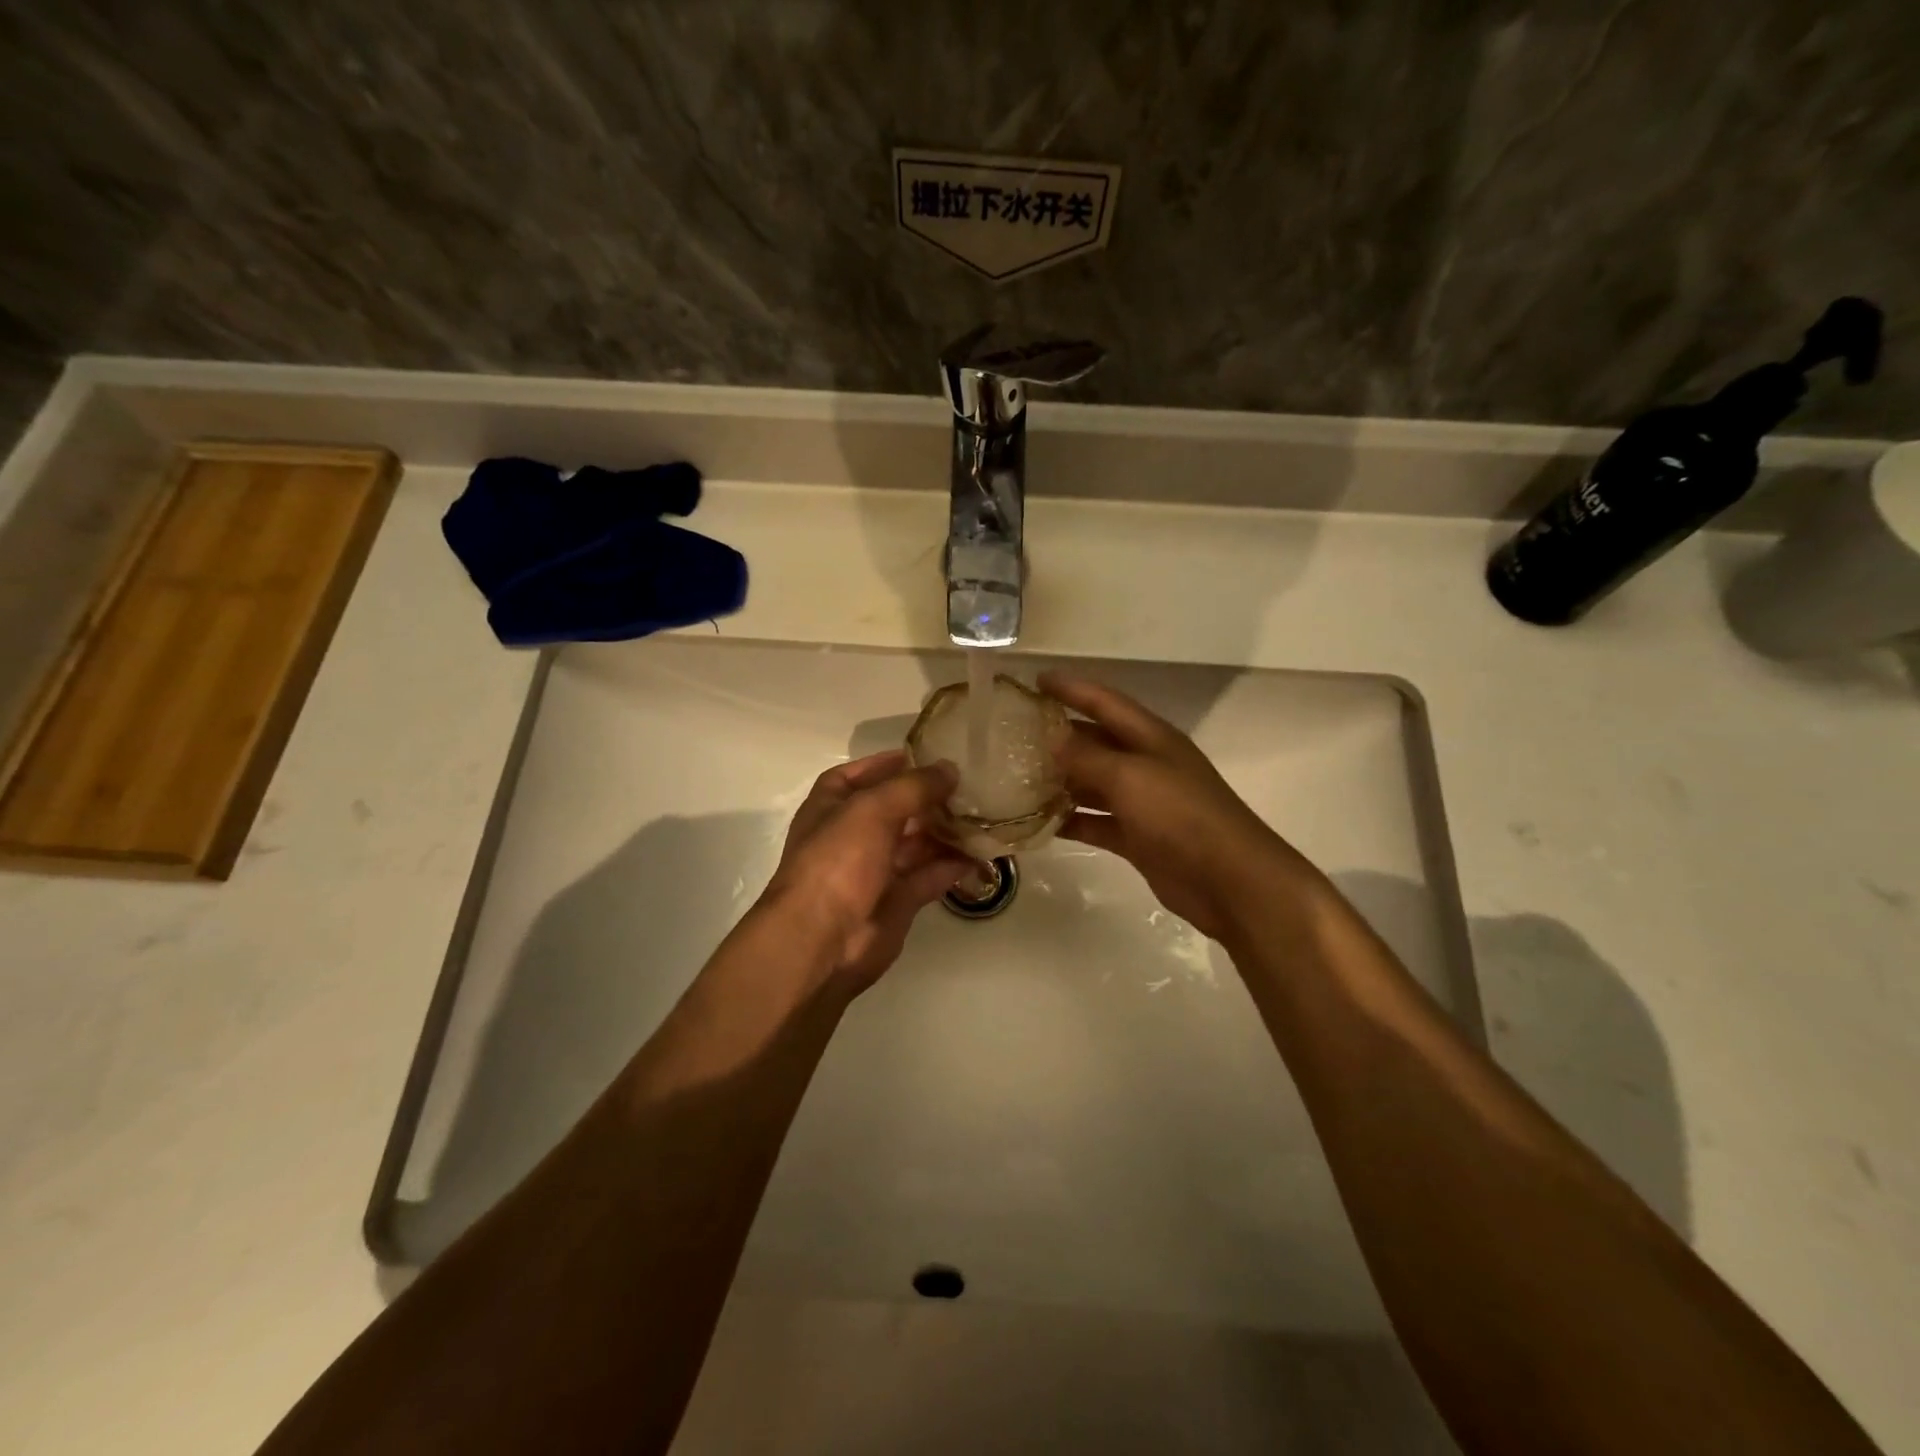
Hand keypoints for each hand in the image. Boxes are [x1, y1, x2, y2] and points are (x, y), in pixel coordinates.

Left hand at [759, 751, 973, 994]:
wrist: (821, 941)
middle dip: (929, 797)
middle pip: (896, 808)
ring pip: (916, 842)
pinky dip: (952, 864)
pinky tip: (981, 852)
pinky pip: (929, 875)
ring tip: (984, 814)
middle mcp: (851, 835)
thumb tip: (950, 769)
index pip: (861, 775)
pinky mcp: (897, 901)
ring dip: (946, 830)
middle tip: (971, 784)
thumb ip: (914, 786)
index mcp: (832, 806)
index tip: (929, 754)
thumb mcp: (873, 809)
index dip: (890, 763)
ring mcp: (874, 870)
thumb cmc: (838, 861)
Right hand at [1039, 672, 1324, 943]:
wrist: (1227, 879)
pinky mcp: (1137, 838)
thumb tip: (1053, 738)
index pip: (1105, 702)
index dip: (1071, 688)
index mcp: (1151, 738)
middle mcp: (1146, 764)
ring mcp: (1142, 803)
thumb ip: (1088, 757)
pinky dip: (1071, 821)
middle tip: (1016, 734)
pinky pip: (1096, 822)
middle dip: (1059, 735)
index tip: (1035, 680)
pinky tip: (1040, 823)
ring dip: (1060, 781)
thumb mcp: (1130, 777)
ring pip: (1093, 784)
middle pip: (1096, 742)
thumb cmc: (1180, 815)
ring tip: (1018, 779)